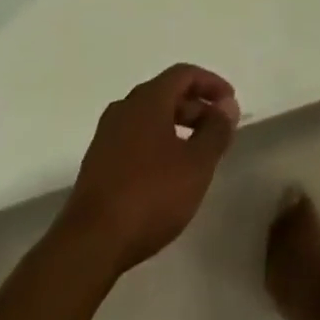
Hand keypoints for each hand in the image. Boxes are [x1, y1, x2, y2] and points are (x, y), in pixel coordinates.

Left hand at [57, 63, 240, 274]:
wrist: (89, 244)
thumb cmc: (150, 196)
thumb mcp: (196, 164)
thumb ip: (216, 131)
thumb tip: (227, 105)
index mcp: (148, 99)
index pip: (184, 74)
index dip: (211, 84)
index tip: (230, 103)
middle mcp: (125, 107)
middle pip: (166, 94)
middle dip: (195, 107)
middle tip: (217, 130)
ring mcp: (106, 136)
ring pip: (149, 118)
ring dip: (176, 127)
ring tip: (195, 153)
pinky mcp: (96, 164)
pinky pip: (134, 139)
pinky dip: (156, 144)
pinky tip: (166, 174)